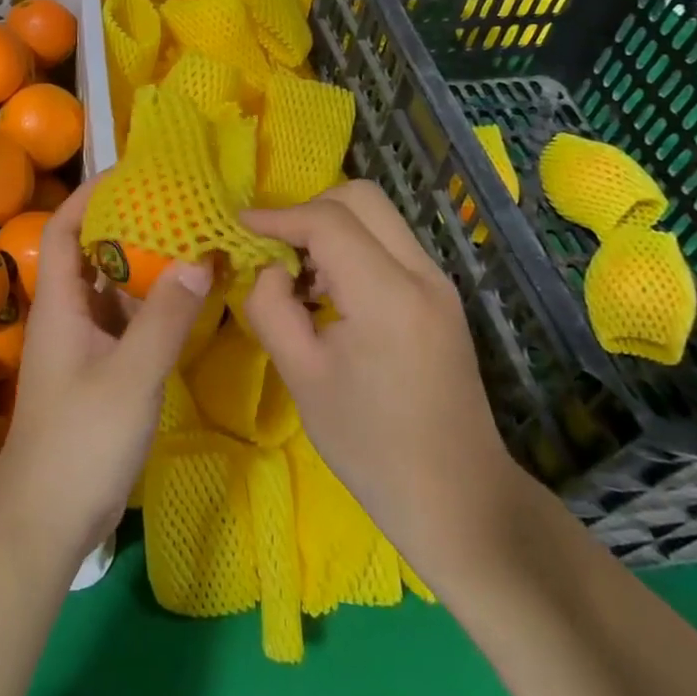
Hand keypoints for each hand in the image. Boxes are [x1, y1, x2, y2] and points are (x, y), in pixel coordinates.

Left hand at [0, 179, 212, 564]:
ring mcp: (85, 344)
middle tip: (177, 204)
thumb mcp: (130, 375)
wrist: (47, 518)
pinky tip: (190, 299)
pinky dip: (154, 305)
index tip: (131, 173)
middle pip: (93, 253)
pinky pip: (128, 322)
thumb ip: (165, 317)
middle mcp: (69, 314)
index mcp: (60, 303)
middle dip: (129, 224)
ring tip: (192, 240)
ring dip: (146, 265)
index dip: (90, 195)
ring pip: (114, 288)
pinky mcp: (101, 371)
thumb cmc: (80, 440)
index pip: (64, 229)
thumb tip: (200, 258)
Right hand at [241, 181, 519, 575]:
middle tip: (273, 247)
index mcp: (388, 295)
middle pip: (361, 198)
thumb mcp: (301, 376)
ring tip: (297, 275)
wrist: (457, 498)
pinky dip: (351, 248)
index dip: (277, 216)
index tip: (239, 226)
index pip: (328, 221)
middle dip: (308, 209)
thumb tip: (267, 268)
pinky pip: (389, 244)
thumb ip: (271, 307)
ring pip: (377, 217)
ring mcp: (438, 283)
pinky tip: (328, 291)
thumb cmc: (369, 445)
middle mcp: (422, 274)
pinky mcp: (440, 297)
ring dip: (331, 228)